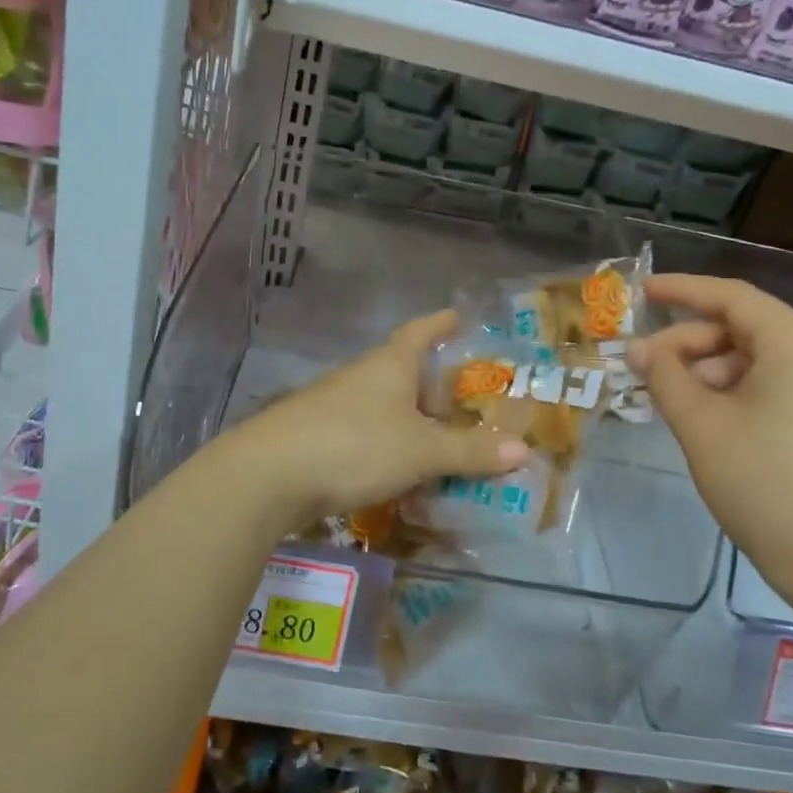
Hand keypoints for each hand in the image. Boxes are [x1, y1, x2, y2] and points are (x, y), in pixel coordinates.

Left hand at [219, 311, 529, 535]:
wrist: (268, 475)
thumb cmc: (354, 445)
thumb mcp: (421, 450)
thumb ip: (470, 451)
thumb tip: (524, 450)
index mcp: (390, 363)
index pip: (422, 330)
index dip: (443, 322)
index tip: (462, 317)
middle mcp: (363, 376)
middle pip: (407, 372)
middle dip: (437, 388)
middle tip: (471, 408)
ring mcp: (336, 405)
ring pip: (387, 407)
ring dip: (414, 423)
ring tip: (445, 447)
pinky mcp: (319, 435)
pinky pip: (368, 434)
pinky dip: (391, 447)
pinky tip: (402, 474)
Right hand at [626, 274, 792, 606]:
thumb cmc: (763, 484)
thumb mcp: (700, 424)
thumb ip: (664, 376)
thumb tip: (639, 349)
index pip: (733, 298)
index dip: (682, 291)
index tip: (642, 292)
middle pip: (747, 329)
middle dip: (692, 344)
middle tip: (646, 368)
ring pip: (762, 358)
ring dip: (712, 371)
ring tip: (672, 399)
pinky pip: (782, 383)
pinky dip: (740, 389)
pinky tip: (709, 414)